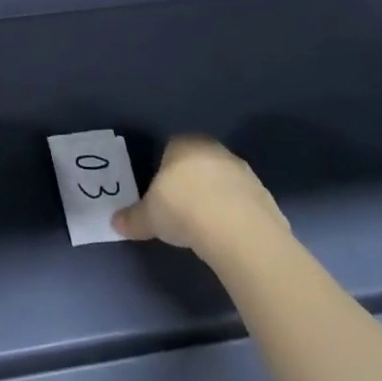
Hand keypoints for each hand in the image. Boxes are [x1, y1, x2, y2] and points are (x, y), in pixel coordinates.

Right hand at [113, 135, 288, 255]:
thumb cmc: (183, 208)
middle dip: (193, 182)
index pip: (171, 147)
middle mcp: (215, 150)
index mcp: (184, 144)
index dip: (166, 169)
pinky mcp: (266, 197)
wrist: (237, 230)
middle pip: (200, 162)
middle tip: (182, 208)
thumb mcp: (150, 216)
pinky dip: (237, 216)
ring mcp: (244, 172)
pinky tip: (229, 236)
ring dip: (217, 197)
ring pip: (224, 181)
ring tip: (206, 226)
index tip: (162, 192)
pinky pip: (245, 203)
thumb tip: (115, 223)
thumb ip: (133, 218)